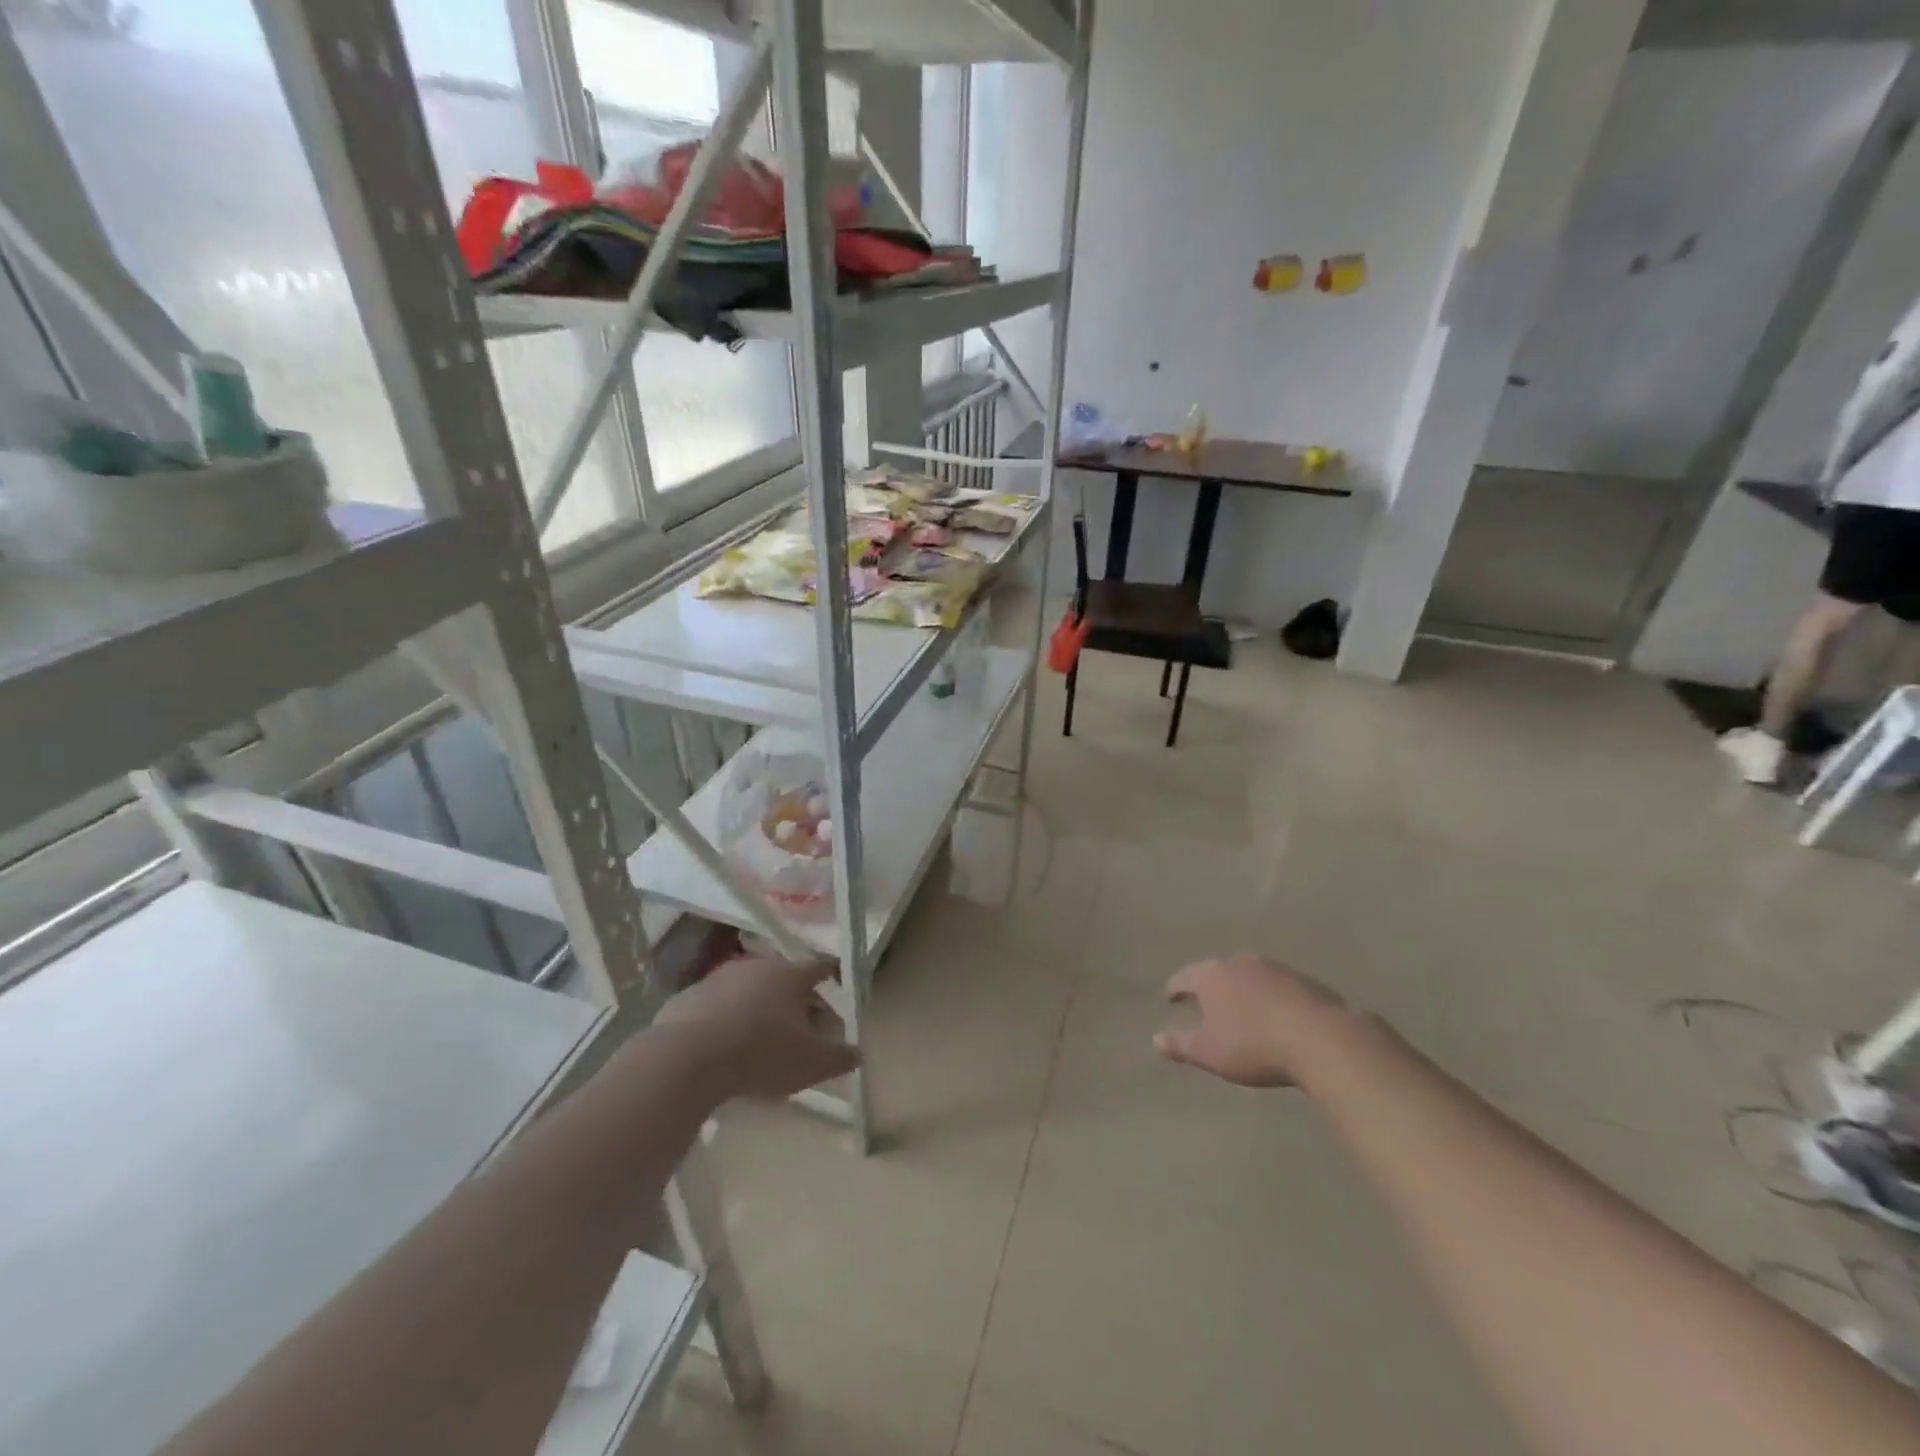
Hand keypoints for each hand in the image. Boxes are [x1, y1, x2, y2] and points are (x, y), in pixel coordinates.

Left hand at [653, 957, 858, 1101]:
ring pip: (745, 989)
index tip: (833, 982)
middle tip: (798, 1019)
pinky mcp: (686, 998)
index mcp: (790, 976)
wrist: (686, 1059)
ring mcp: (718, 979)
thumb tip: (858, 1052)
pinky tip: (720, 1046)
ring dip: (754, 1005)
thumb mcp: (811, 1064)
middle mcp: (756, 967)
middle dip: (791, 995)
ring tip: (758, 1035)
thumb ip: (840, 1057)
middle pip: (781, 977)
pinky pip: (713, 1006)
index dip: (828, 976)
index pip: (818, 967)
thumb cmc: (761, 1054)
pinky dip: (722, 1019)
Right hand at [1153, 953, 1345, 1087]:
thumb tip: (1155, 1039)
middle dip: (1211, 986)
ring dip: (1243, 991)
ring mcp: (1275, 969)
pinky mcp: (1305, 981)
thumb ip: (1180, 1044)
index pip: (1185, 977)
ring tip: (1242, 1009)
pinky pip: (1278, 988)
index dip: (1175, 988)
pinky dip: (1270, 998)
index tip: (1171, 997)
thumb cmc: (1252, 1045)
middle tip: (1206, 1002)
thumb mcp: (1208, 1052)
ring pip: (1250, 976)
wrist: (1321, 1039)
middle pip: (1218, 972)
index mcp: (1212, 975)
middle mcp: (1240, 963)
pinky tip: (1275, 1016)